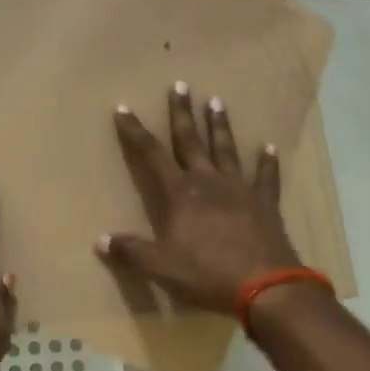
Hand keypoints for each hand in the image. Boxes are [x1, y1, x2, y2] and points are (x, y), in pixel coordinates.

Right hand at [96, 82, 301, 315]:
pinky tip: (269, 147)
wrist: (266, 285)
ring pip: (226, 149)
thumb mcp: (161, 266)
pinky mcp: (265, 203)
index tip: (124, 108)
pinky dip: (267, 161)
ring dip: (220, 125)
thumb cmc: (207, 273)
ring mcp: (240, 189)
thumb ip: (131, 251)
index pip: (151, 154)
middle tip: (181, 85)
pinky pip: (266, 176)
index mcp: (180, 193)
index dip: (135, 131)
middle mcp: (208, 181)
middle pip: (191, 140)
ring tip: (216, 101)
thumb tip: (100, 241)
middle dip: (182, 113)